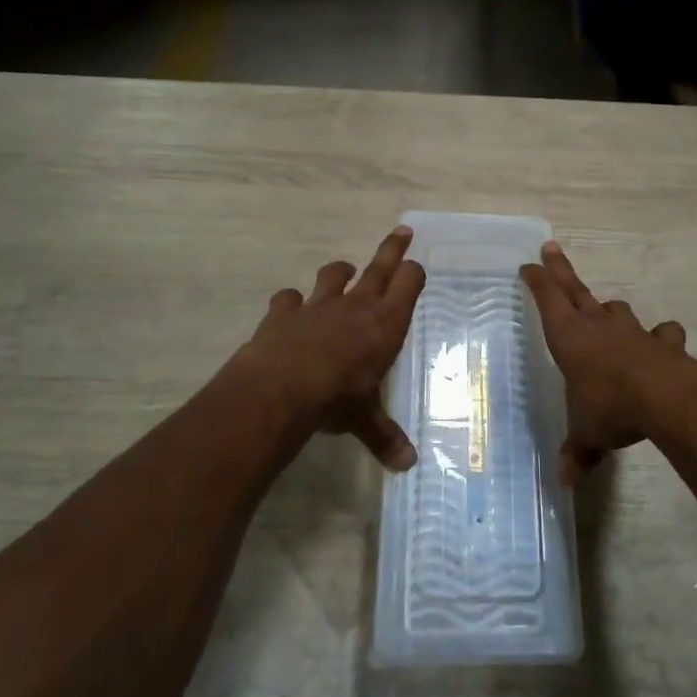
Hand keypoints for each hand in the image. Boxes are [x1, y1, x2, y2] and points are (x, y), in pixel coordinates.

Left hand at [228, 226, 424, 470]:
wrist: (281, 389)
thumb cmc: (336, 400)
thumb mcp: (364, 419)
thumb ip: (384, 436)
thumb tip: (407, 465)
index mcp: (385, 323)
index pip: (409, 283)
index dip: (413, 273)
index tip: (416, 268)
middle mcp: (357, 305)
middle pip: (380, 266)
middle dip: (392, 248)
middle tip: (403, 230)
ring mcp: (319, 304)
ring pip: (334, 274)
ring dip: (340, 272)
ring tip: (345, 271)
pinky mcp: (285, 311)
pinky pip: (289, 298)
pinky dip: (291, 302)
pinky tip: (289, 308)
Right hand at [521, 241, 696, 483]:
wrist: (668, 398)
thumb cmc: (612, 408)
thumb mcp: (587, 435)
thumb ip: (576, 454)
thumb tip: (563, 483)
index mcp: (570, 338)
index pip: (548, 300)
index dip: (537, 281)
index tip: (528, 266)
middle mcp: (598, 326)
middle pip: (575, 290)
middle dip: (561, 270)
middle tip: (550, 248)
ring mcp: (633, 330)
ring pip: (616, 310)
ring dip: (609, 310)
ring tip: (606, 313)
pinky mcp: (663, 342)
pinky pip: (660, 334)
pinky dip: (660, 338)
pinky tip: (662, 344)